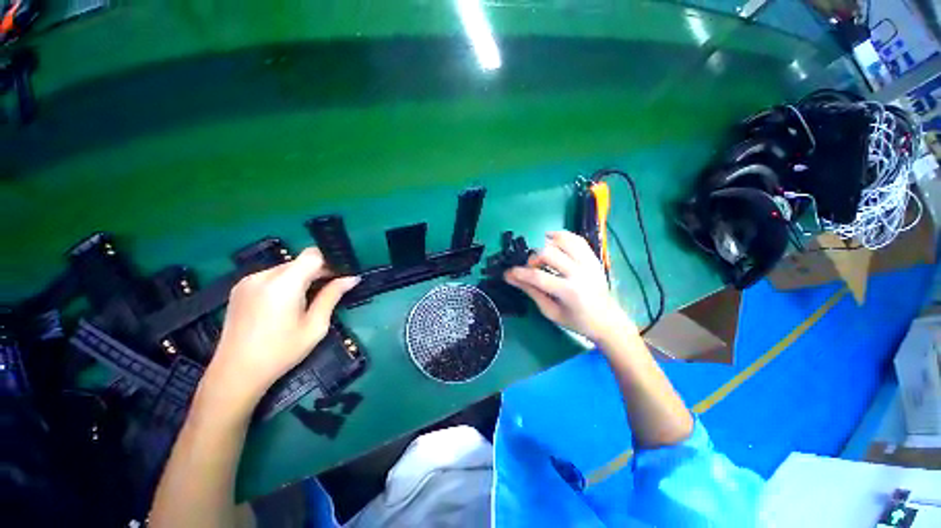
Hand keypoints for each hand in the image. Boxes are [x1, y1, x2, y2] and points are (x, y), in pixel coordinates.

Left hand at [201, 247, 359, 412]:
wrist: (235, 373)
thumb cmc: (281, 352)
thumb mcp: (315, 326)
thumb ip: (332, 296)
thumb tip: (352, 278)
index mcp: (283, 284)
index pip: (313, 255)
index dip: (330, 262)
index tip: (340, 277)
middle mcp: (263, 276)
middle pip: (299, 261)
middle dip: (317, 272)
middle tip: (329, 291)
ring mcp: (248, 281)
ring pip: (286, 268)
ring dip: (301, 278)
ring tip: (306, 301)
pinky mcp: (239, 288)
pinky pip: (271, 276)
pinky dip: (285, 283)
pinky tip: (286, 304)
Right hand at [504, 230, 632, 343]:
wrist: (608, 321)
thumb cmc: (577, 321)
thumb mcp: (551, 311)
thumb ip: (532, 292)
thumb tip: (512, 278)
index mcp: (569, 291)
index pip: (538, 276)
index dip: (520, 273)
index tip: (508, 273)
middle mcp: (580, 273)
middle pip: (548, 253)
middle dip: (533, 258)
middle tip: (530, 268)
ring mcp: (588, 263)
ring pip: (563, 241)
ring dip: (546, 244)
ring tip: (540, 253)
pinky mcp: (593, 258)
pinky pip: (577, 239)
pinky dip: (562, 236)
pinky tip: (552, 240)